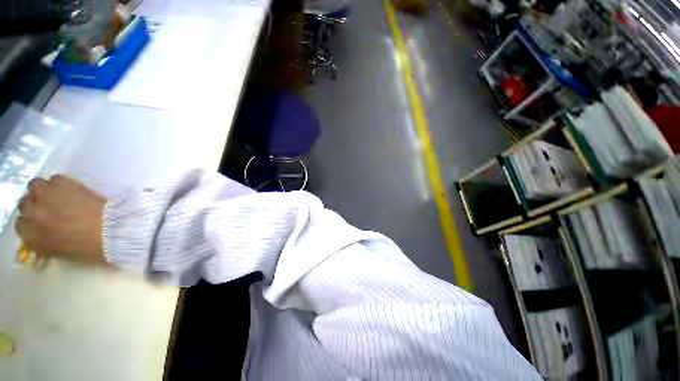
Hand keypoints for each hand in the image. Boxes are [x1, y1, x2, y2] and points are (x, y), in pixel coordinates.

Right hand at [16, 175, 107, 265]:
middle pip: (25, 204)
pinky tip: (71, 190)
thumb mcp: (60, 252)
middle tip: (50, 207)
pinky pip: (55, 179)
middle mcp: (32, 214)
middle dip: (36, 205)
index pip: (20, 225)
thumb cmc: (88, 247)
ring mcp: (45, 196)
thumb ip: (44, 244)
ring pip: (34, 186)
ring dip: (43, 190)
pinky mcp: (62, 183)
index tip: (41, 222)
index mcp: (31, 236)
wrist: (111, 230)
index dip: (31, 222)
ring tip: (57, 196)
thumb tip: (41, 237)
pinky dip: (61, 184)